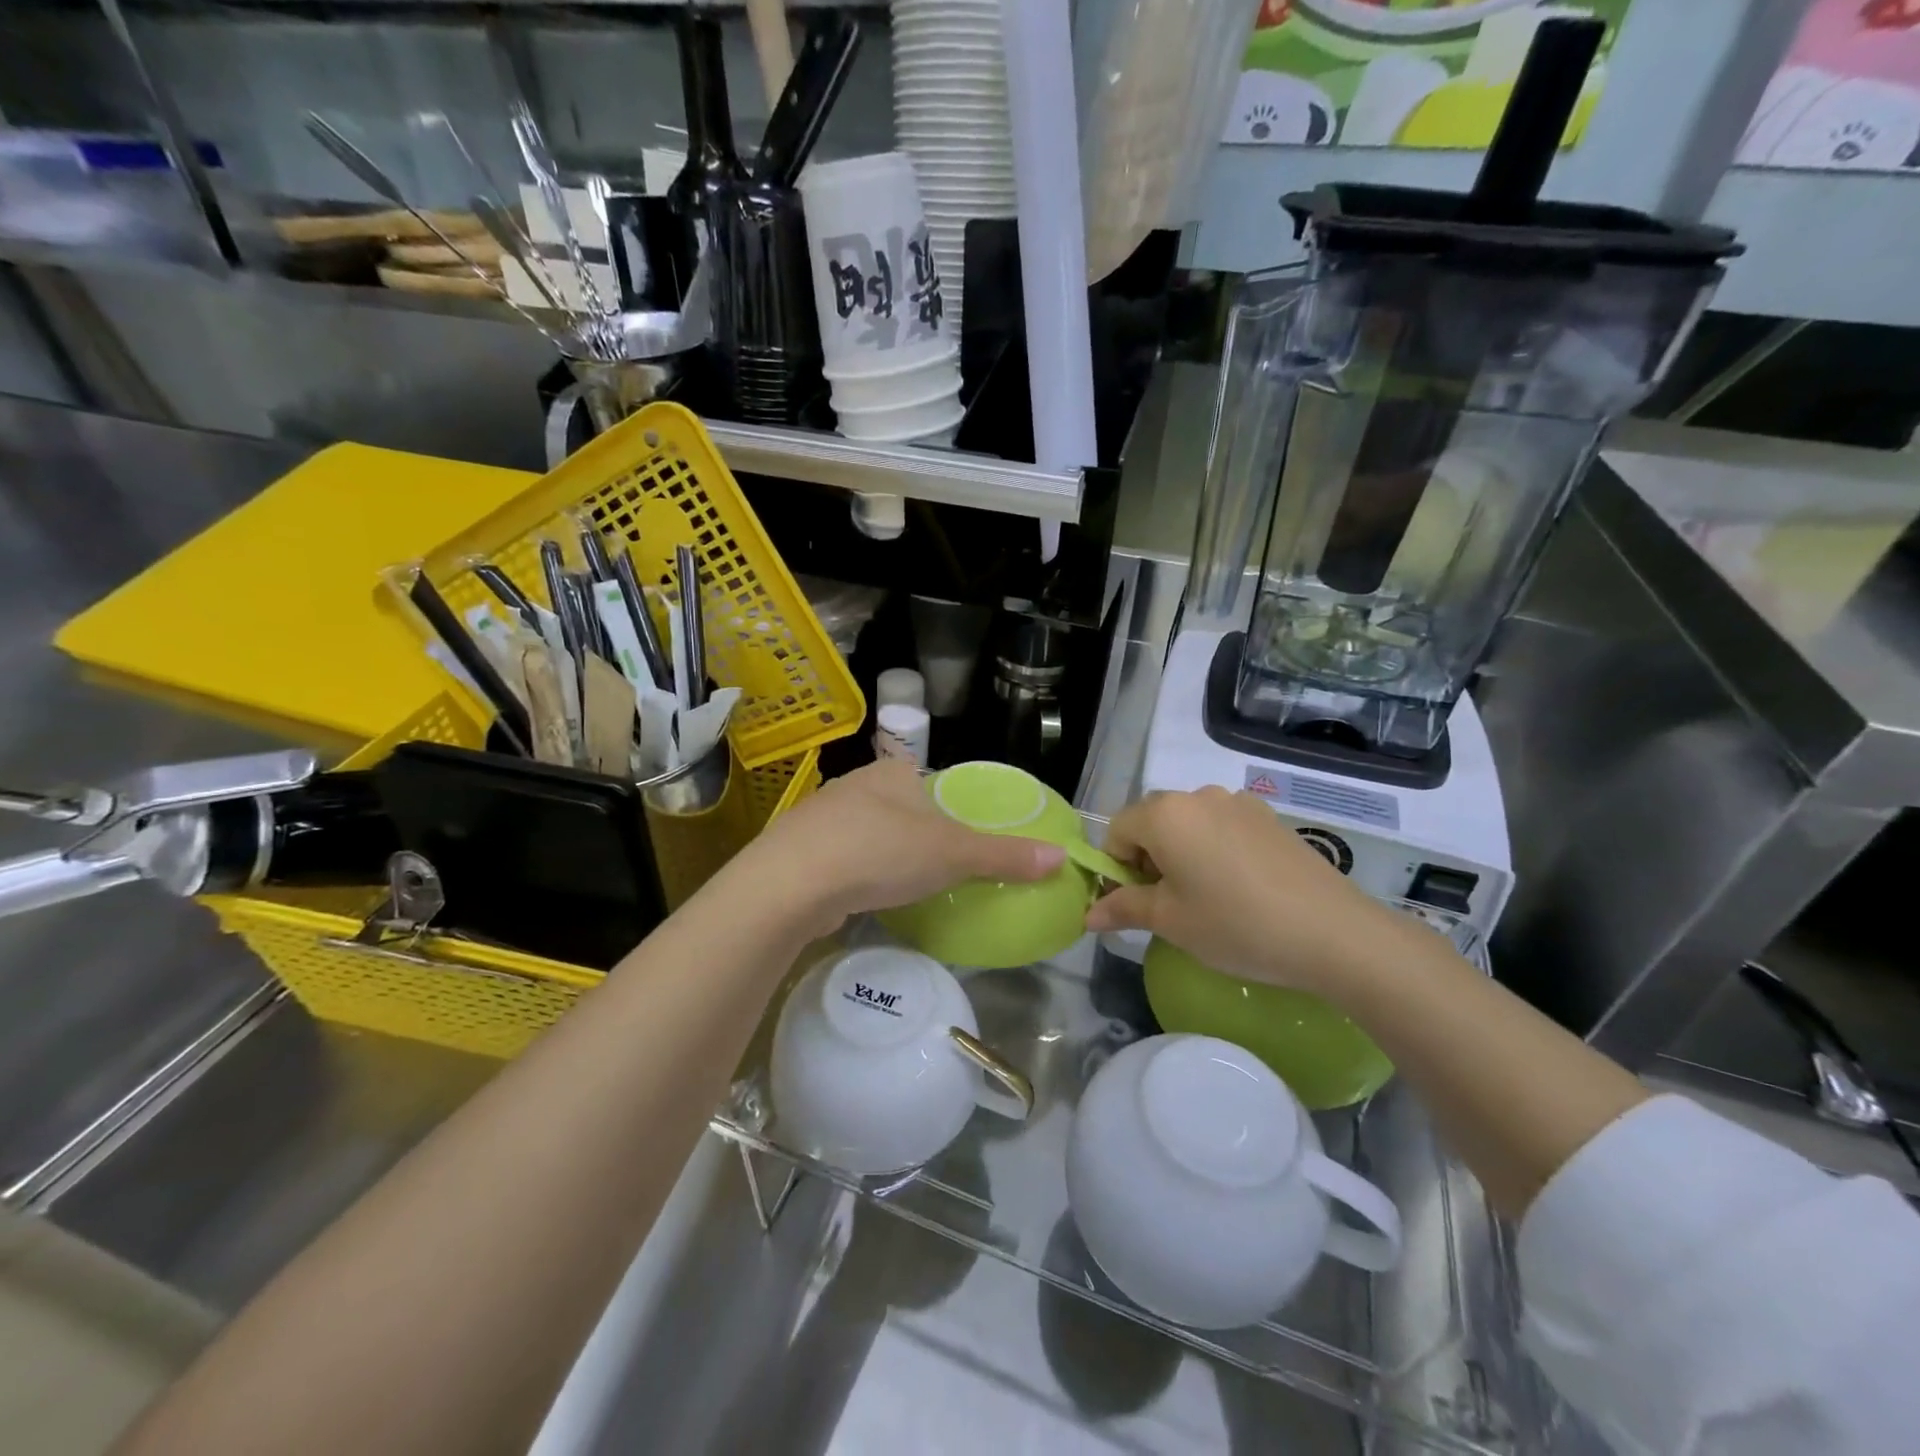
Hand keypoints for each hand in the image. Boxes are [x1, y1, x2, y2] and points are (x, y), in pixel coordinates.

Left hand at [741, 758, 1066, 939]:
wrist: (790, 884)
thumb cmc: (880, 852)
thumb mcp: (953, 854)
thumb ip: (1004, 856)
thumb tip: (1061, 857)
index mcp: (893, 773)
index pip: (931, 784)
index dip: (950, 811)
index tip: (962, 843)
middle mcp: (856, 786)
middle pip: (901, 809)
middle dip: (918, 837)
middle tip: (942, 872)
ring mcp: (822, 818)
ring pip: (868, 834)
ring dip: (885, 857)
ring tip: (906, 887)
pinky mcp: (801, 852)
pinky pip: (842, 859)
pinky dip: (858, 875)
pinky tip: (865, 897)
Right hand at [1085, 787, 1421, 997]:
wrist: (1334, 933)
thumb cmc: (1236, 925)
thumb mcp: (1171, 922)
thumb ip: (1124, 908)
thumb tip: (1088, 914)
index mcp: (1165, 814)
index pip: (1116, 831)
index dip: (1116, 868)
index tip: (1136, 904)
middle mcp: (1198, 795)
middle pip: (1152, 822)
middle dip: (1148, 858)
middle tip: (1170, 904)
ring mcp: (1238, 802)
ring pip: (1188, 823)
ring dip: (1182, 853)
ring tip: (1208, 897)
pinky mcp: (1269, 816)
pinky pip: (1222, 826)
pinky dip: (1214, 849)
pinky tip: (1240, 887)